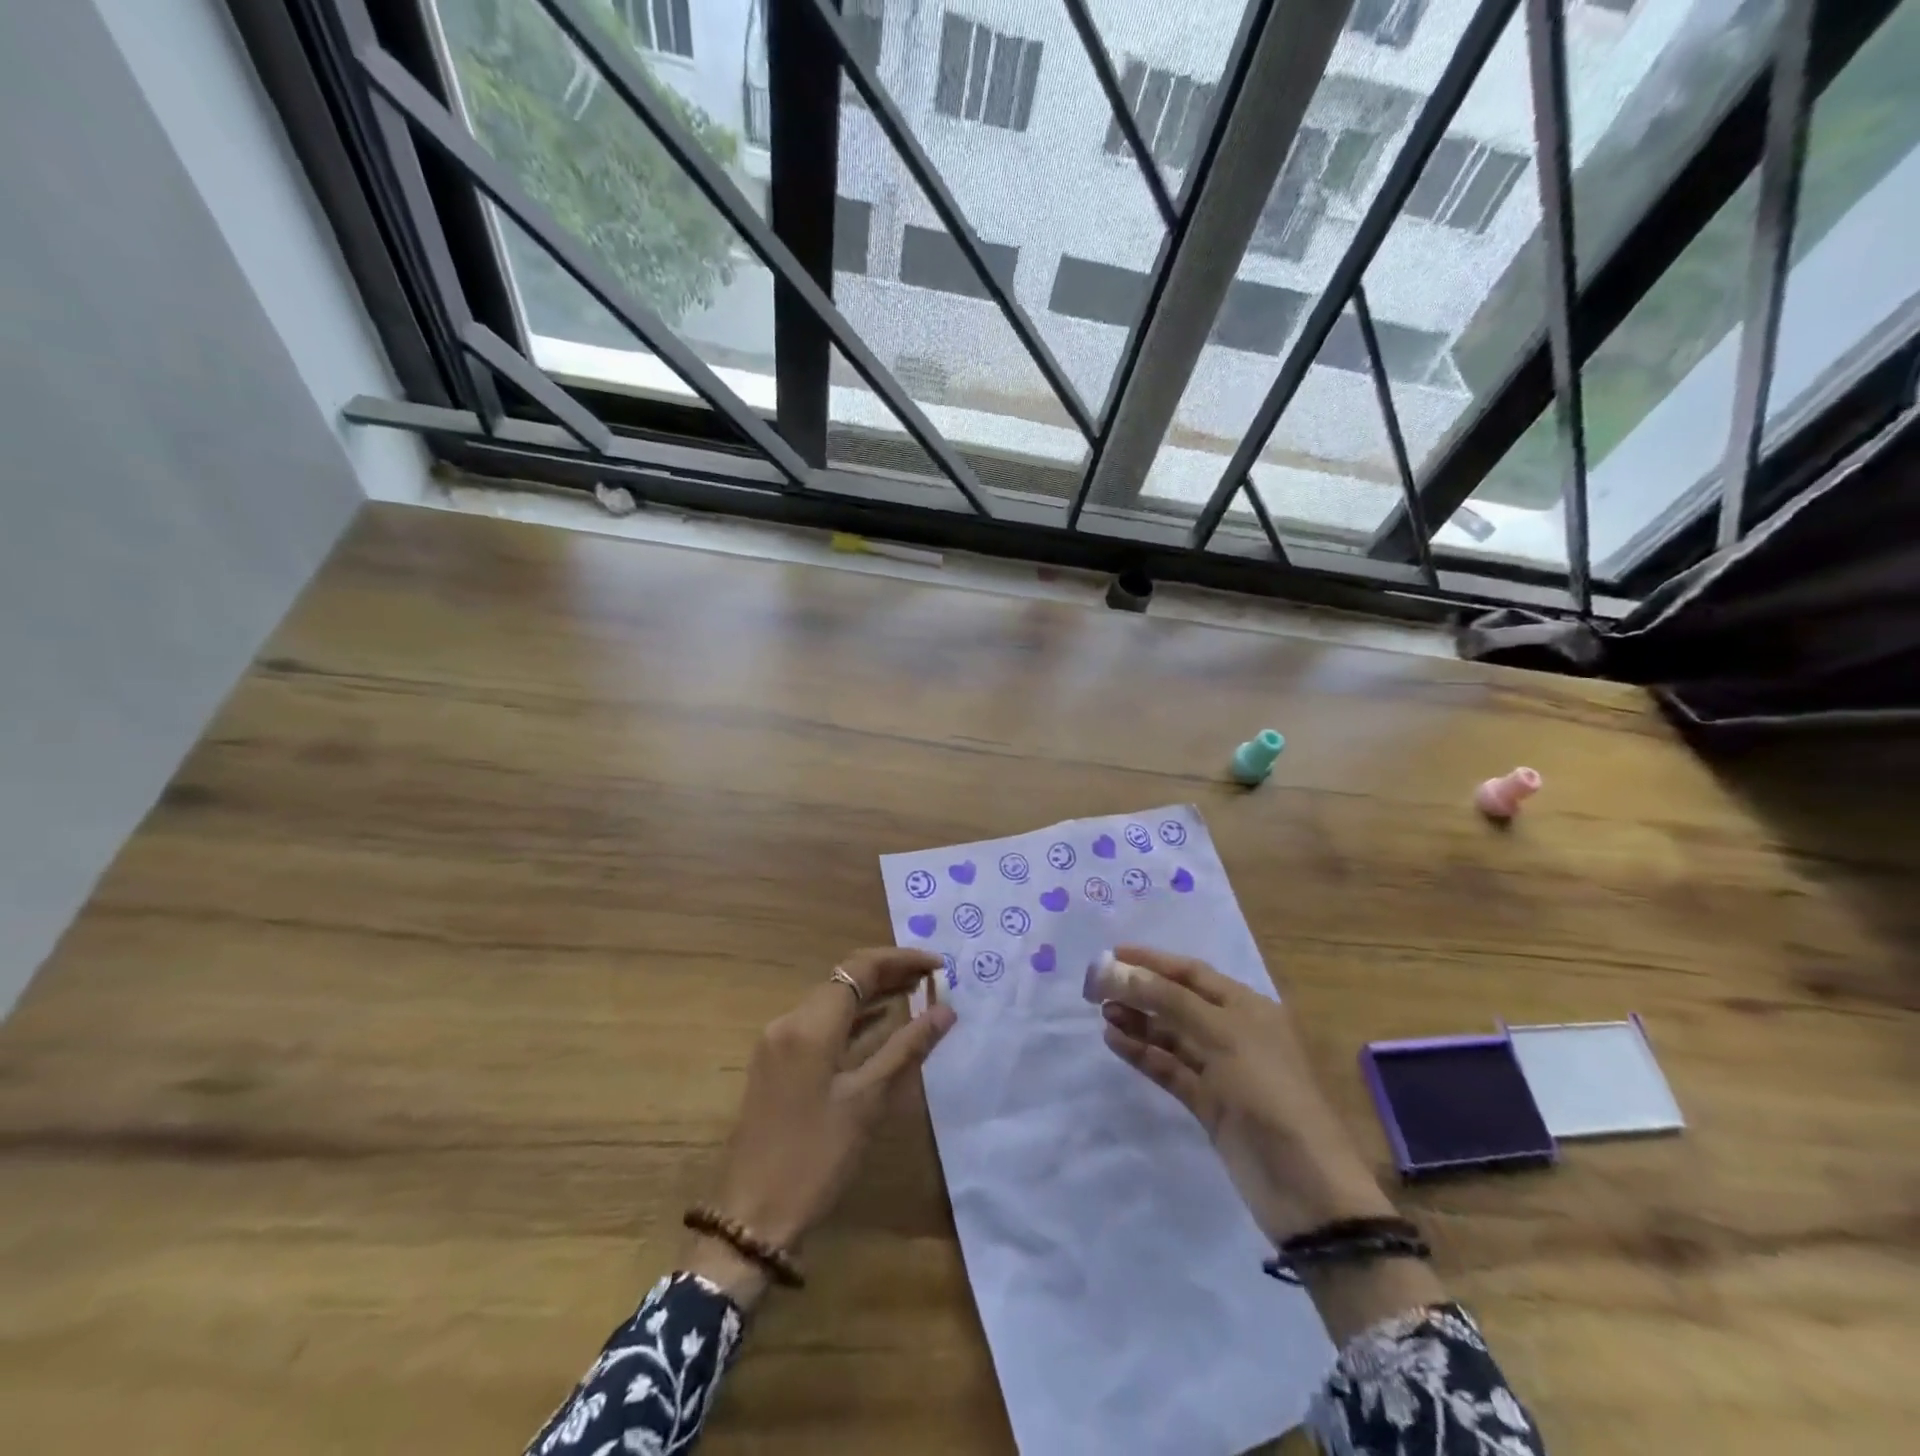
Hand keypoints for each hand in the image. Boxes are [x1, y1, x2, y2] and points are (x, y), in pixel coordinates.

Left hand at [684, 948, 955, 1305]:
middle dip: (889, 973)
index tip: (939, 966)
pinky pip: (820, 1024)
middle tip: (933, 979)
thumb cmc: (815, 1158)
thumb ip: (907, 1048)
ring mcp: (778, 1042)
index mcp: (809, 1025)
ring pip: (832, 1000)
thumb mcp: (868, 1102)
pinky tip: (880, 1025)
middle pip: (844, 979)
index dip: (902, 960)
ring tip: (916, 994)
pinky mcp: (776, 1063)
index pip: (860, 968)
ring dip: (872, 994)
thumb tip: (945, 1011)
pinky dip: (852, 1019)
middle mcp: (788, 1022)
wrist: (751, 1218)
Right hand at [1091, 945, 1394, 1243]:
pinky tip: (1114, 1041)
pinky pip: (1169, 1068)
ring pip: (1171, 1035)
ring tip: (1101, 1012)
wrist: (1306, 1187)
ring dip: (1138, 1021)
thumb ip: (1169, 1000)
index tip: (1111, 954)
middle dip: (1140, 990)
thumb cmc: (1269, 1093)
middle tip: (1095, 987)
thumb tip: (1118, 970)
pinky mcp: (1209, 1104)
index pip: (1192, 972)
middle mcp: (1234, 1032)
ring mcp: (1221, 1070)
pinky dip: (1143, 1054)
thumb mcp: (1223, 1036)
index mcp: (1248, 1007)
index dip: (1152, 960)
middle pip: (1178, 1001)